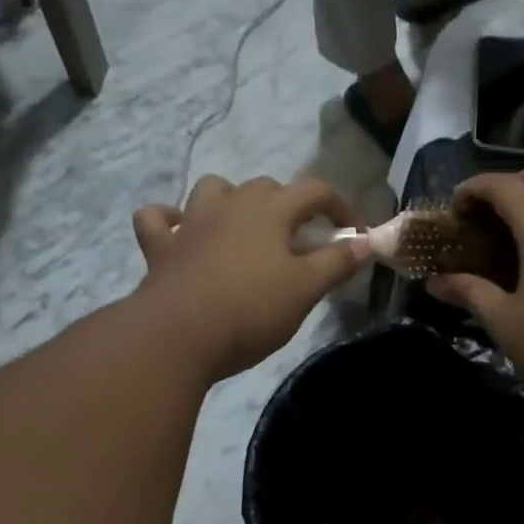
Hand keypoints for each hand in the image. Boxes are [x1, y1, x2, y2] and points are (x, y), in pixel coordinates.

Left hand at [132, 175, 371, 379]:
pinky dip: (170, 220)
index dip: (342, 207)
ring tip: (244, 228)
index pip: (316, 190)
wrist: (177, 336)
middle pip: (266, 187)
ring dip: (232, 200)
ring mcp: (190, 222)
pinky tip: (181, 234)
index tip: (355, 234)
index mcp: (270, 210)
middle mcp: (230, 205)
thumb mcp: (305, 290)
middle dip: (290, 205)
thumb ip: (337, 262)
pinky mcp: (160, 247)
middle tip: (302, 240)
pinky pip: (158, 219)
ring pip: (213, 189)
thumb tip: (365, 242)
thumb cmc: (250, 310)